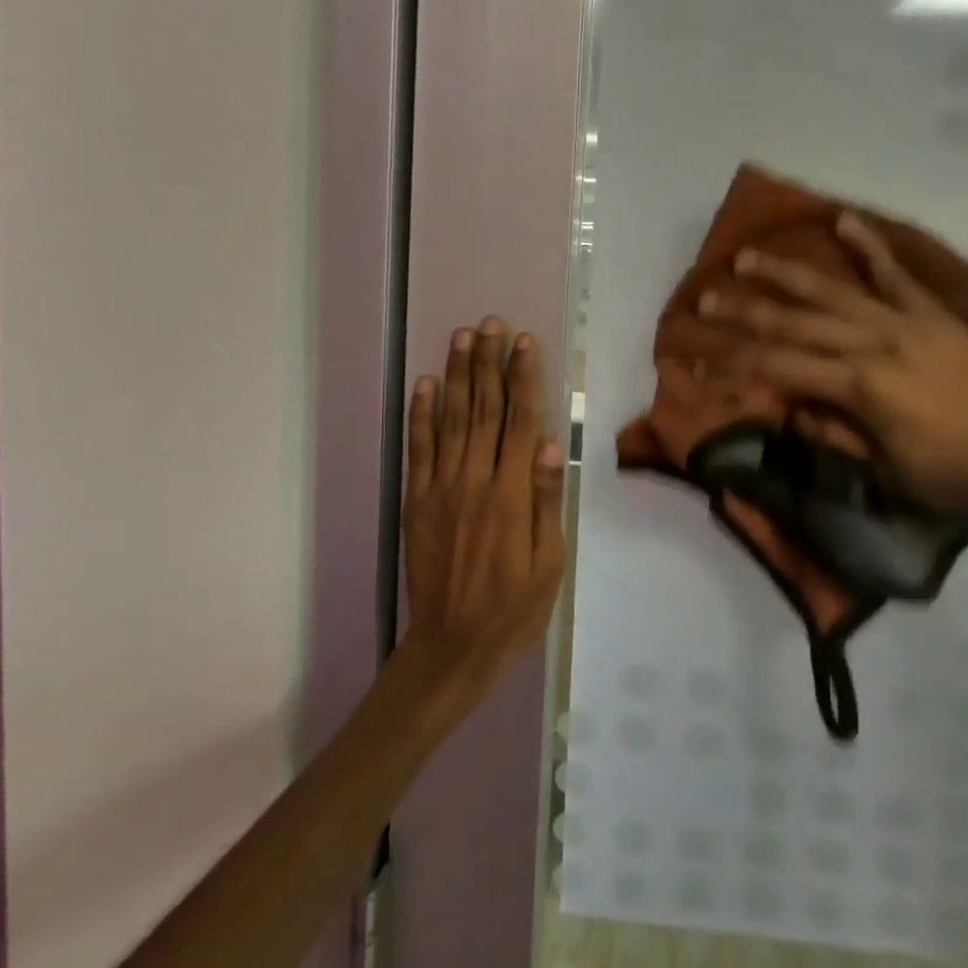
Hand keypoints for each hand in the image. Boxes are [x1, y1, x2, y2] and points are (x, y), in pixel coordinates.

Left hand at [399, 317, 568, 714]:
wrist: (453, 643)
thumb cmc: (514, 607)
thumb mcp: (549, 561)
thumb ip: (546, 501)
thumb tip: (549, 445)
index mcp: (512, 494)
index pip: (521, 422)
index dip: (524, 379)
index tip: (525, 342)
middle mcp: (475, 481)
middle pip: (484, 410)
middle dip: (489, 363)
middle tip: (491, 324)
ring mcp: (441, 489)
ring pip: (451, 420)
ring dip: (457, 376)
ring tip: (462, 337)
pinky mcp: (417, 501)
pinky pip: (418, 450)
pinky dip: (421, 415)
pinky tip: (425, 385)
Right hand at [700, 215, 967, 521]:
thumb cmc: (945, 478)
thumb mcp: (877, 468)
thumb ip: (829, 429)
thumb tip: (790, 402)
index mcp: (858, 387)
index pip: (779, 368)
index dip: (733, 364)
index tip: (697, 355)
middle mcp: (874, 344)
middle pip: (794, 324)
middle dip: (743, 312)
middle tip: (704, 298)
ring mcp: (905, 323)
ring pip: (832, 291)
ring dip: (785, 274)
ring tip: (746, 257)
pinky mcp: (933, 315)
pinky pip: (896, 275)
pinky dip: (869, 247)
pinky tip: (842, 220)